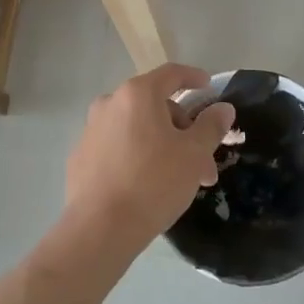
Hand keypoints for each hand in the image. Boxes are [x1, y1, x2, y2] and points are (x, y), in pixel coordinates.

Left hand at [63, 64, 235, 259]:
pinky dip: (136, 156)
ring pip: (137, 129)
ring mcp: (91, 130)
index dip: (193, 77)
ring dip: (162, 146)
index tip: (207, 87)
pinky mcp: (81, 157)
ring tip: (180, 180)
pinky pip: (117, 147)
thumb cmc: (153, 183)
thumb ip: (211, 126)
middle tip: (202, 163)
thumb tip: (223, 108)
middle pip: (155, 106)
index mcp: (137, 94)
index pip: (171, 74)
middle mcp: (110, 103)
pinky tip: (147, 186)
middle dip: (183, 131)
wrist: (100, 229)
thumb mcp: (194, 154)